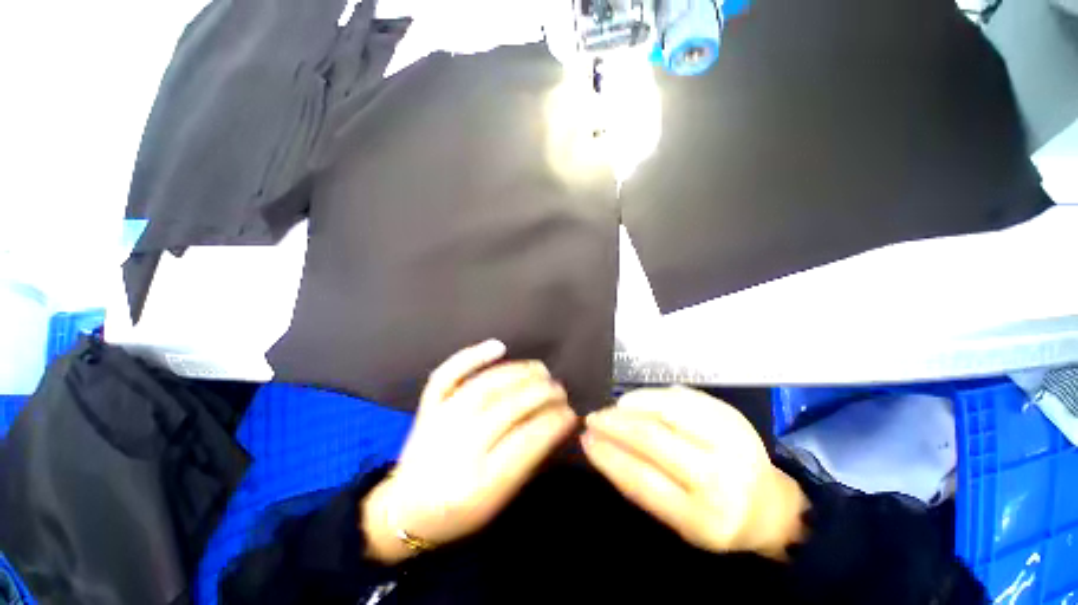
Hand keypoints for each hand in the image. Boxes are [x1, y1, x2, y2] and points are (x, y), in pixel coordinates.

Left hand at [363, 340, 576, 563]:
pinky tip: (498, 346)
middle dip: (541, 393)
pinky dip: (473, 356)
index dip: (554, 422)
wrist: (404, 511)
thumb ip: (527, 462)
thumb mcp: (498, 502)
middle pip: (507, 409)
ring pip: (484, 387)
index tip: (571, 412)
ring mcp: (439, 422)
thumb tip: (556, 423)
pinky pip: (448, 375)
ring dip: (519, 373)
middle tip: (560, 388)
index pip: (527, 442)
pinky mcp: (428, 407)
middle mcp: (458, 449)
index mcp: (478, 485)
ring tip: (542, 370)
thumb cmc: (458, 513)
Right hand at [581, 387, 806, 558]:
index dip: (608, 456)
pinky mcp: (733, 417)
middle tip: (593, 417)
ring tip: (615, 406)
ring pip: (668, 410)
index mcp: (704, 518)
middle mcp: (721, 479)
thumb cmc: (715, 518)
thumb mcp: (678, 521)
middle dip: (615, 424)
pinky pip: (684, 397)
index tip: (585, 440)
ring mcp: (732, 442)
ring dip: (633, 404)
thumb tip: (602, 445)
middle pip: (654, 439)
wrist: (770, 507)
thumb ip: (641, 485)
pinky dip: (655, 395)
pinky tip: (639, 399)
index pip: (642, 480)